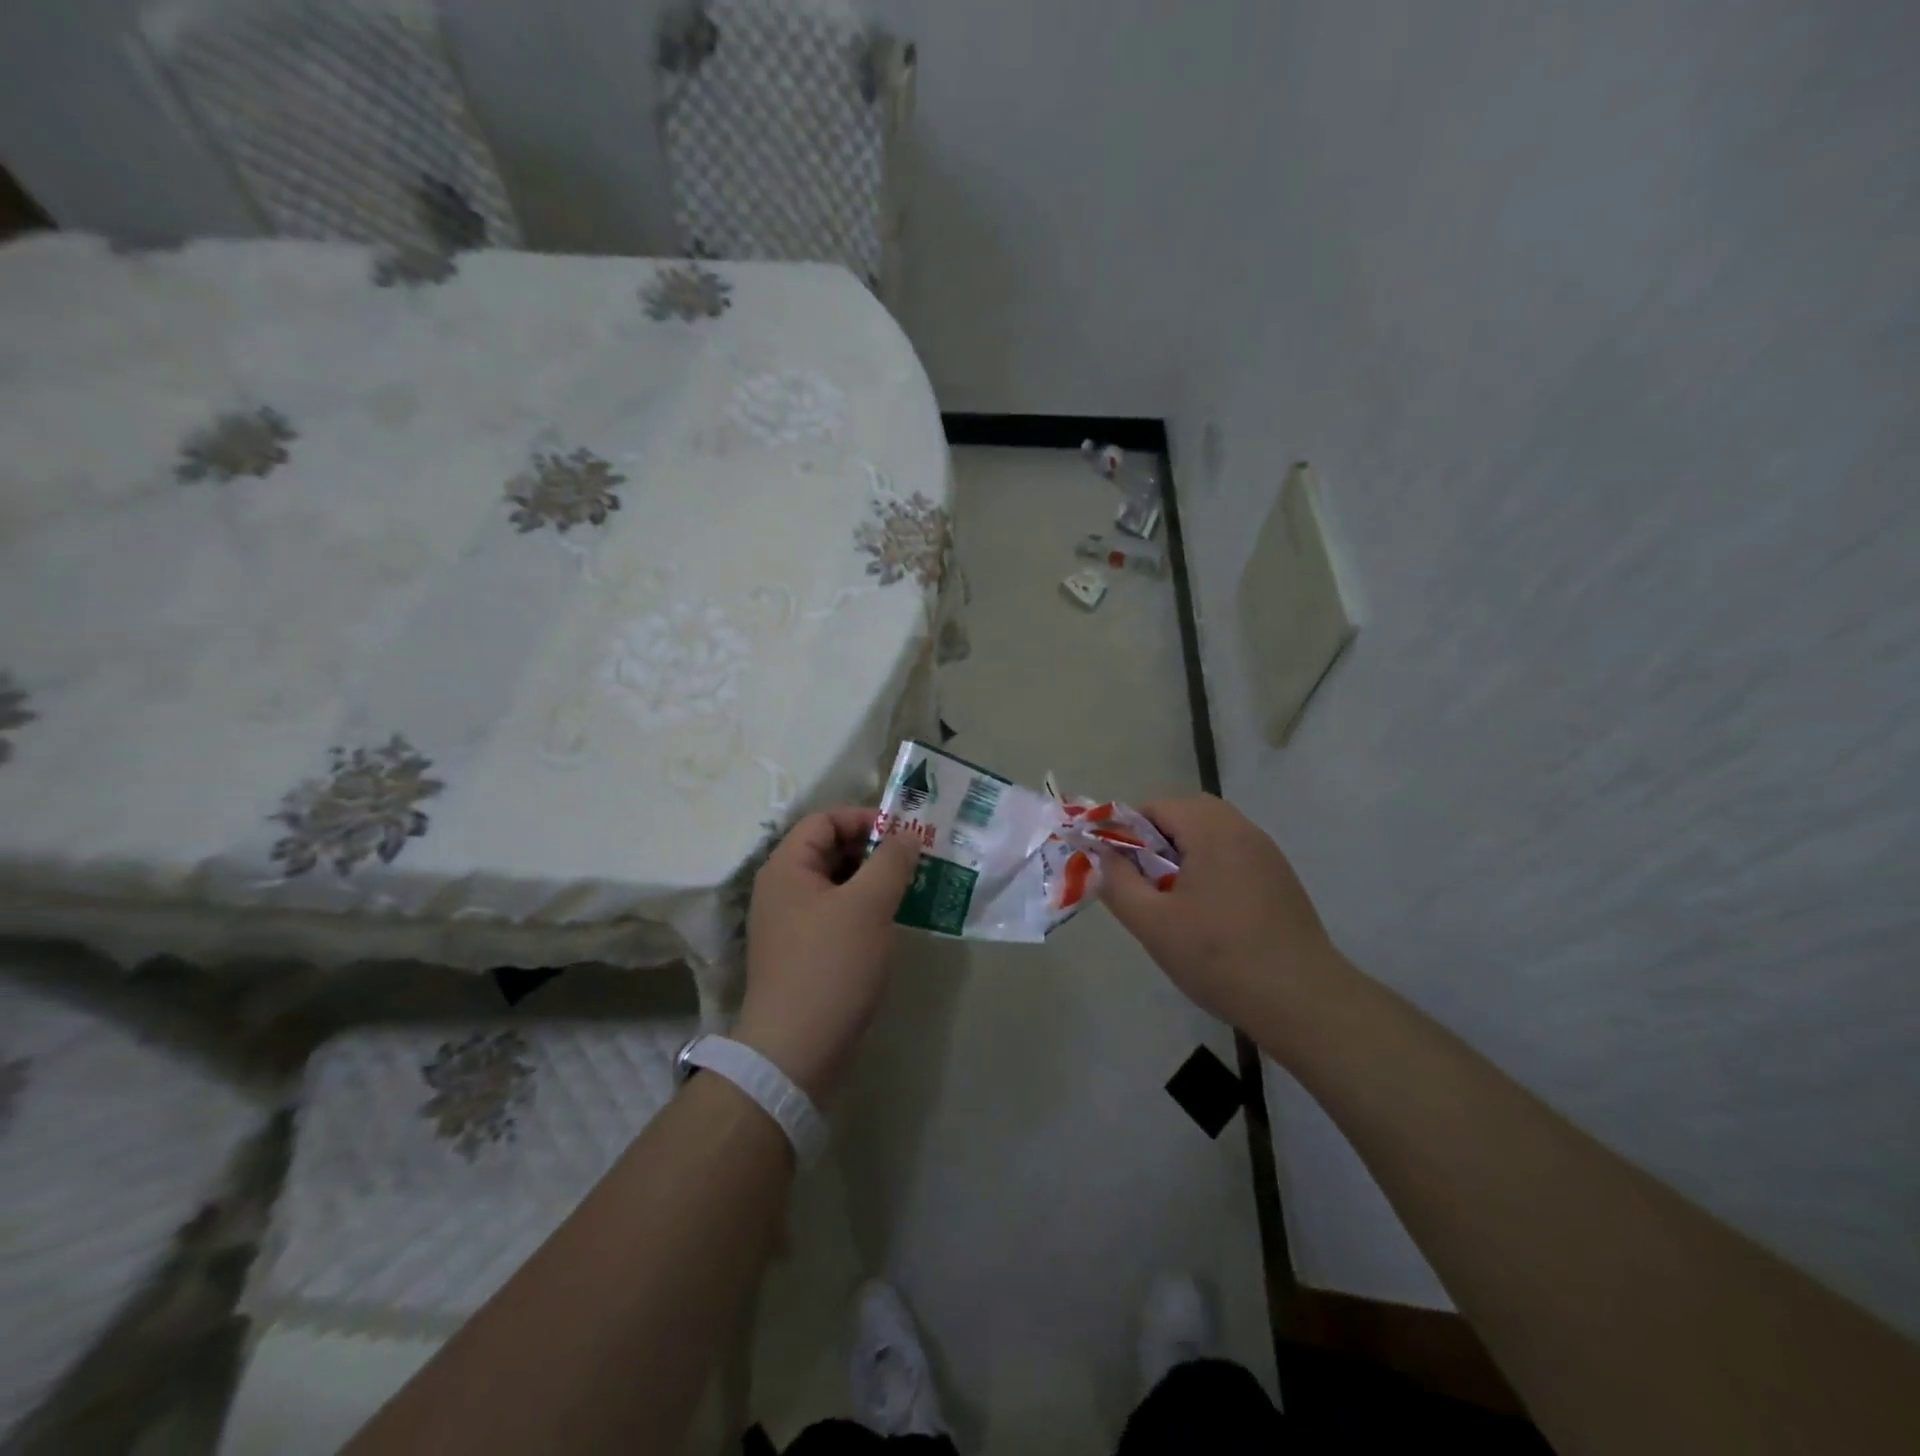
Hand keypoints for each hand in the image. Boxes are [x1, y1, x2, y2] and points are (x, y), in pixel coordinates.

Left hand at [734, 808, 921, 1102]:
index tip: (904, 834)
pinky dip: (866, 910)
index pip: (824, 820)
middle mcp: (783, 889)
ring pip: (839, 885)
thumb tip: (907, 834)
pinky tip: (894, 922)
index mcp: (787, 868)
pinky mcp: (806, 953)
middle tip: (916, 860)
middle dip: (875, 850)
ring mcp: (793, 924)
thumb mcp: (868, 905)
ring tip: (913, 888)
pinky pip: (839, 915)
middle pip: (831, 850)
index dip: (864, 818)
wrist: (797, 1052)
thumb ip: (891, 861)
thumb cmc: (831, 966)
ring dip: (875, 881)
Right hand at [1095, 794, 1335, 1025]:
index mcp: (1212, 830)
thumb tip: (1103, 855)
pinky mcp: (1281, 879)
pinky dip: (1210, 869)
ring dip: (1184, 855)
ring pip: (1211, 835)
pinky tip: (1208, 915)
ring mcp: (1267, 854)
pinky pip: (1233, 856)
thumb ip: (1118, 883)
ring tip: (1173, 902)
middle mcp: (1243, 830)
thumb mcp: (1152, 924)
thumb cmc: (1219, 957)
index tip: (1120, 870)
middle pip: (1186, 814)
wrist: (1302, 1001)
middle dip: (1157, 842)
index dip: (1128, 832)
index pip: (1156, 806)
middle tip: (1145, 884)